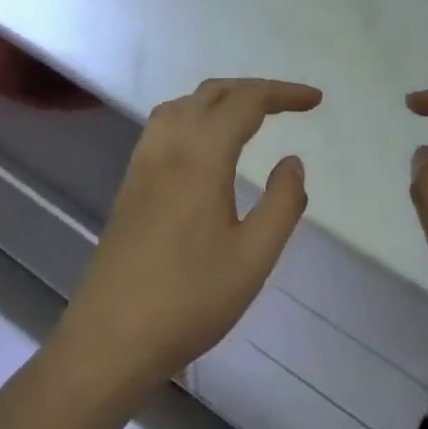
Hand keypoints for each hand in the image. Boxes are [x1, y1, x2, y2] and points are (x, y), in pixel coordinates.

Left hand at [56, 78, 321, 394]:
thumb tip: (292, 162)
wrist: (112, 338)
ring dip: (219, 100)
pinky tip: (204, 147)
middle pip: (211, 94)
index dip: (282, 93)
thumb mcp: (254, 257)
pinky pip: (162, 127)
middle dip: (253, 90)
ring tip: (248, 117)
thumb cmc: (190, 300)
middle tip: (289, 104)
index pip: (245, 102)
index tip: (315, 100)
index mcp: (200, 157)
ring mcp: (142, 165)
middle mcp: (167, 147)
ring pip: (181, 106)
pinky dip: (192, 116)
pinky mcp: (129, 186)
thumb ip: (282, 203)